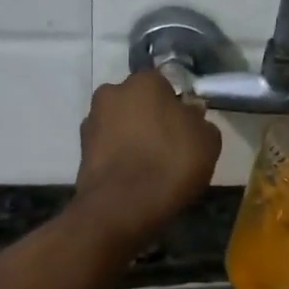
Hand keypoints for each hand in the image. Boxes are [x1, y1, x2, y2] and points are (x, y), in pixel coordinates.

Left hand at [71, 71, 221, 246]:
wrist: (122, 207)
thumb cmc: (170, 164)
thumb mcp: (207, 141)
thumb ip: (200, 121)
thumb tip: (190, 116)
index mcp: (144, 81)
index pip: (165, 85)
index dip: (177, 107)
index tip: (186, 129)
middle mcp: (112, 92)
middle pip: (139, 102)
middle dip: (151, 118)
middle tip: (169, 146)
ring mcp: (92, 121)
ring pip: (121, 124)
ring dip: (132, 137)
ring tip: (150, 166)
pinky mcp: (81, 150)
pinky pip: (109, 147)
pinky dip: (119, 157)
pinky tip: (133, 177)